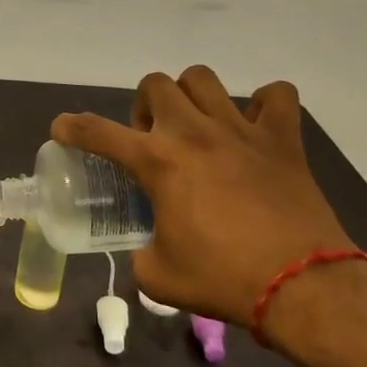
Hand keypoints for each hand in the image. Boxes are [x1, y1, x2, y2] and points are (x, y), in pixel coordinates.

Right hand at [54, 67, 355, 324]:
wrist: (304, 288)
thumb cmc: (224, 280)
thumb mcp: (159, 275)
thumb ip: (140, 253)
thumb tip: (145, 250)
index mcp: (158, 162)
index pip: (97, 132)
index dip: (72, 128)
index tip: (62, 129)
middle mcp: (193, 133)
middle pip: (154, 84)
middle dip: (144, 108)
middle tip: (153, 142)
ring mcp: (240, 130)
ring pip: (202, 79)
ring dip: (190, 97)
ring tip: (196, 127)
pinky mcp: (282, 141)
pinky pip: (276, 96)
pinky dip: (263, 104)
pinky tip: (254, 127)